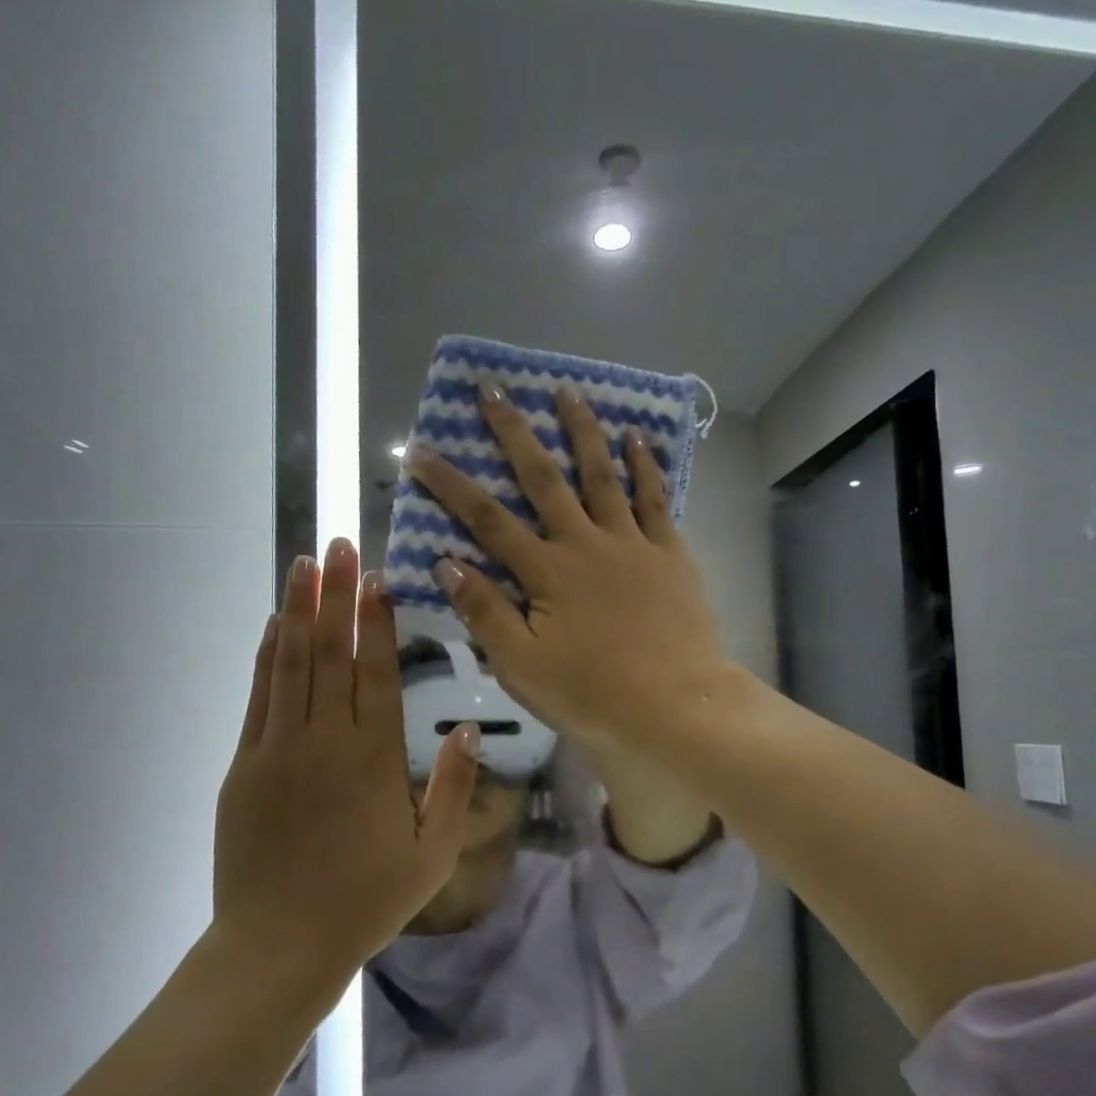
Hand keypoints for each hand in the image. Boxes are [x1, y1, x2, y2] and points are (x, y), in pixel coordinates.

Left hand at [213, 538, 478, 976]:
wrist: (278, 945)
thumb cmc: (366, 902)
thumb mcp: (432, 854)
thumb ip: (450, 787)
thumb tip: (465, 728)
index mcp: (373, 759)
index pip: (375, 673)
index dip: (376, 622)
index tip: (377, 578)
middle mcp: (324, 741)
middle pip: (332, 654)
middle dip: (337, 596)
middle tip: (340, 546)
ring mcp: (277, 749)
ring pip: (290, 664)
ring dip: (299, 611)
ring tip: (305, 565)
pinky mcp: (244, 766)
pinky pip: (259, 697)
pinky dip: (267, 656)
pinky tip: (275, 626)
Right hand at [406, 383, 731, 755]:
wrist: (676, 707)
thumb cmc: (593, 695)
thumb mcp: (523, 666)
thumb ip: (485, 612)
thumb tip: (446, 562)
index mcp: (546, 573)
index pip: (486, 520)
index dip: (449, 484)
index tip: (418, 450)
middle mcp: (586, 543)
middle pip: (543, 478)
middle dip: (513, 431)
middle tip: (493, 388)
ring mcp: (632, 543)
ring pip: (602, 474)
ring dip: (582, 430)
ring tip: (567, 391)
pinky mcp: (670, 552)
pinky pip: (655, 498)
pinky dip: (645, 465)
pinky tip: (637, 436)